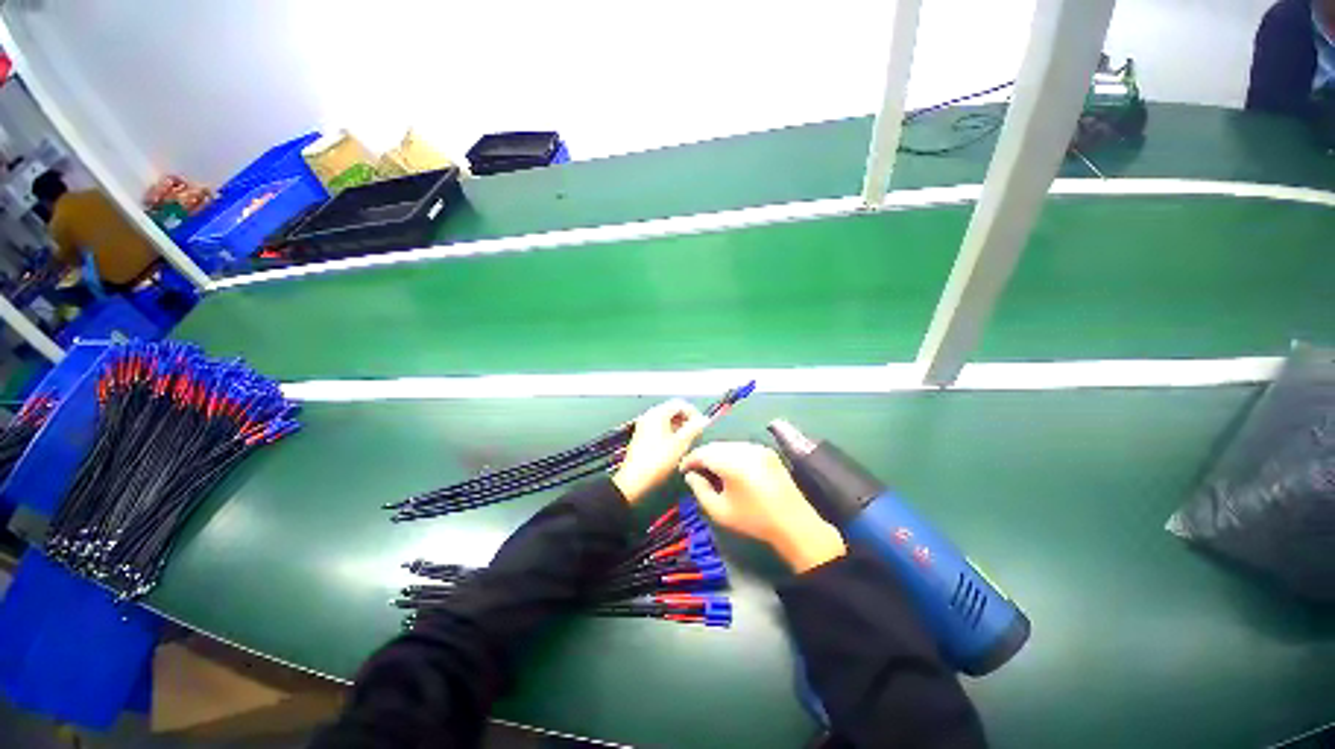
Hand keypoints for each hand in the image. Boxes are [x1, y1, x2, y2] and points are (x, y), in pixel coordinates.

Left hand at [612, 400, 709, 503]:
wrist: (634, 480)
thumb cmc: (658, 460)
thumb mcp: (681, 444)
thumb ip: (694, 428)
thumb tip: (704, 420)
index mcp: (658, 413)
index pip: (681, 404)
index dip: (694, 413)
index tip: (702, 425)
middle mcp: (650, 415)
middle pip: (673, 410)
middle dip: (687, 419)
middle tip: (696, 433)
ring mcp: (644, 425)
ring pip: (667, 419)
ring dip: (680, 426)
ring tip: (688, 441)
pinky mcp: (642, 436)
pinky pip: (660, 427)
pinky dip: (671, 432)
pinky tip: (676, 445)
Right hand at [680, 442, 845, 572]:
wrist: (793, 522)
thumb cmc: (753, 520)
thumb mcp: (720, 511)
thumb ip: (700, 490)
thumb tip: (691, 475)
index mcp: (731, 463)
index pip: (703, 453)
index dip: (690, 459)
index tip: (683, 470)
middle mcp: (744, 449)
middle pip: (715, 446)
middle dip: (703, 456)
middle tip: (695, 471)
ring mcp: (757, 448)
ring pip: (728, 445)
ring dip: (717, 454)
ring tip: (711, 470)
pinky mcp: (767, 451)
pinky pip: (742, 447)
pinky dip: (731, 454)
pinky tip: (730, 468)